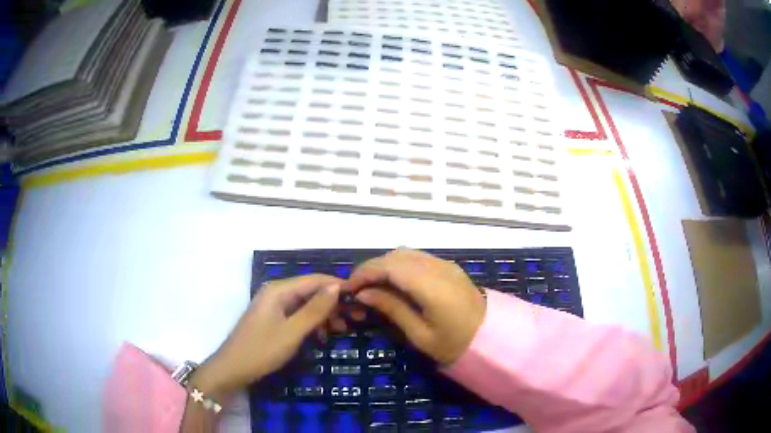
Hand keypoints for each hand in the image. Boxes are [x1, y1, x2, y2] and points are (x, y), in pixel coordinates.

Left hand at [190, 275, 341, 398]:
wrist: (233, 369)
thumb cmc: (262, 350)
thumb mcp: (292, 332)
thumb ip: (315, 309)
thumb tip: (337, 287)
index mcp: (279, 290)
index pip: (315, 280)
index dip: (338, 287)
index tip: (361, 298)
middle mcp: (276, 293)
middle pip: (310, 291)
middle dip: (333, 303)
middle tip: (356, 319)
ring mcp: (273, 306)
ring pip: (305, 304)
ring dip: (324, 315)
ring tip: (342, 329)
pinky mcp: (272, 319)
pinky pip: (297, 315)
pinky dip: (311, 323)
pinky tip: (322, 336)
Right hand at [343, 249, 485, 364]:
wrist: (491, 337)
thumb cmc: (454, 343)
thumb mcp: (420, 335)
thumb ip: (392, 309)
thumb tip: (365, 294)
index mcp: (431, 286)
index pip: (390, 267)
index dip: (365, 272)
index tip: (349, 287)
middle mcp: (438, 268)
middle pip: (396, 255)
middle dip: (372, 267)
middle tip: (357, 288)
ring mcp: (445, 265)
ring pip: (406, 253)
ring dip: (385, 264)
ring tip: (372, 285)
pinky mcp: (449, 267)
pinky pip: (418, 257)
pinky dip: (399, 265)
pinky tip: (393, 281)